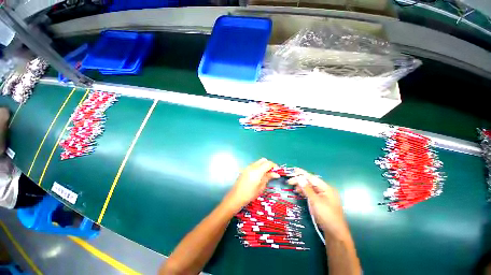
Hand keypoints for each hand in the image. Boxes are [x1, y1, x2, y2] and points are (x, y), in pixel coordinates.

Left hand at [223, 158, 279, 211]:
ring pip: (258, 162)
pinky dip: (258, 167)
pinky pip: (254, 165)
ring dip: (263, 165)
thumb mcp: (261, 187)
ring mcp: (247, 167)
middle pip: (263, 160)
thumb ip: (268, 177)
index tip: (277, 171)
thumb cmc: (250, 194)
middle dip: (269, 164)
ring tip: (266, 174)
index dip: (274, 166)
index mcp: (257, 171)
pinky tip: (259, 175)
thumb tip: (276, 173)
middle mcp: (252, 166)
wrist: (236, 197)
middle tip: (272, 172)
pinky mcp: (245, 169)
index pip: (268, 163)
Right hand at [288, 169, 349, 239]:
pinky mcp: (320, 202)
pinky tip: (298, 192)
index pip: (312, 178)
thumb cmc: (326, 215)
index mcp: (326, 188)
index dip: (302, 173)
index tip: (294, 170)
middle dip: (300, 181)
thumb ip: (307, 189)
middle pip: (310, 182)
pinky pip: (310, 194)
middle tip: (289, 181)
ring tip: (293, 186)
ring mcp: (322, 196)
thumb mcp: (315, 201)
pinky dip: (304, 192)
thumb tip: (299, 178)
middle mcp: (324, 190)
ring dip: (301, 186)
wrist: (335, 233)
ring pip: (309, 188)